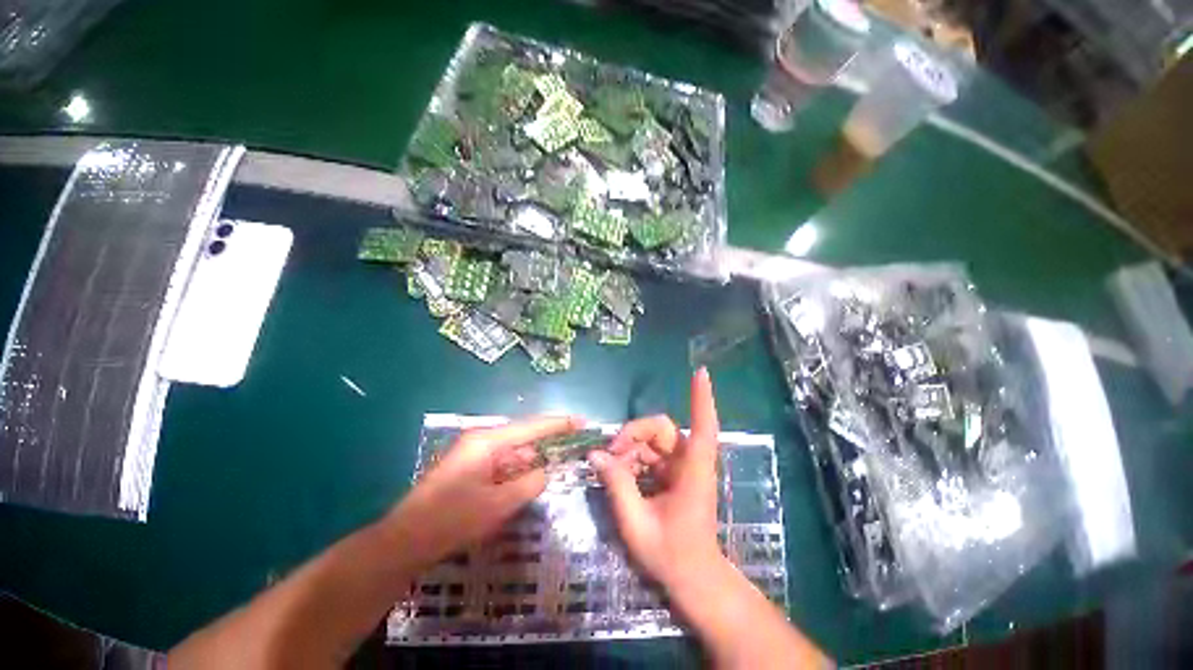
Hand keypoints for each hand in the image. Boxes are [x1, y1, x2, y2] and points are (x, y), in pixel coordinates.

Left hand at [383, 416, 582, 567]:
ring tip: (556, 465)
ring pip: (513, 453)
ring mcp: (474, 455)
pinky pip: (502, 465)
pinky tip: (529, 482)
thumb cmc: (452, 520)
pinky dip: (518, 472)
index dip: (559, 424)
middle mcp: (482, 441)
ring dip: (533, 461)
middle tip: (573, 447)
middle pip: (523, 437)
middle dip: (548, 443)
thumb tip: (546, 472)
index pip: (531, 426)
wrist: (405, 542)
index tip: (581, 422)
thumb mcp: (498, 504)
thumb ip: (529, 484)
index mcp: (487, 441)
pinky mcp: (470, 469)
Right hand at [588, 368, 724, 590]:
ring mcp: (682, 467)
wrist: (693, 579)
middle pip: (660, 429)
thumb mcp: (636, 523)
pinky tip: (620, 474)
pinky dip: (633, 460)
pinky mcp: (674, 473)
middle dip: (632, 434)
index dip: (701, 399)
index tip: (701, 373)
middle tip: (610, 455)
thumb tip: (596, 454)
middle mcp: (690, 462)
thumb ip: (617, 485)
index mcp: (693, 471)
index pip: (703, 427)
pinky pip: (650, 454)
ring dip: (629, 449)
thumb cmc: (671, 555)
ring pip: (652, 440)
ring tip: (611, 469)